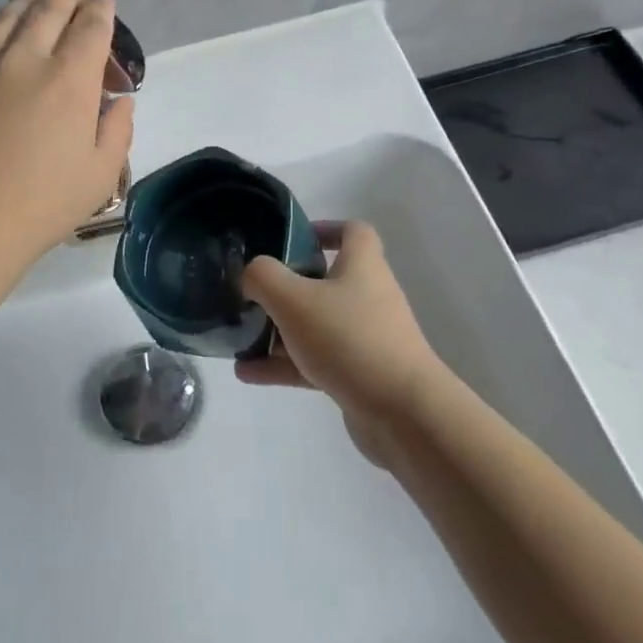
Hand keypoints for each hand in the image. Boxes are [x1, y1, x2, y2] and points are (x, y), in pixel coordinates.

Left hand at [0, 0, 133, 277]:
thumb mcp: (99, 177)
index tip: (105, 0)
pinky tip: (0, 31)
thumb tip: (119, 102)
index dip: (101, 10)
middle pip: (48, 11)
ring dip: (28, 1)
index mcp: (69, 81)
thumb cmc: (38, 207)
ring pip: (8, 18)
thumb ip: (116, 132)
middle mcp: (26, 61)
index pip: (90, 29)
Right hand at [236, 222, 446, 461]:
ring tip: (240, 339)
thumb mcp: (293, 299)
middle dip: (286, 287)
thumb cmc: (349, 339)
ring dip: (279, 332)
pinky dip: (284, 365)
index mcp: (362, 266)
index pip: (352, 232)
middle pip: (325, 280)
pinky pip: (315, 361)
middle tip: (254, 295)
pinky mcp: (359, 374)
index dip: (323, 229)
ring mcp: (365, 337)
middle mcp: (368, 296)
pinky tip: (248, 373)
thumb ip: (263, 277)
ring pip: (316, 325)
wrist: (402, 413)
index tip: (289, 241)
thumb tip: (251, 274)